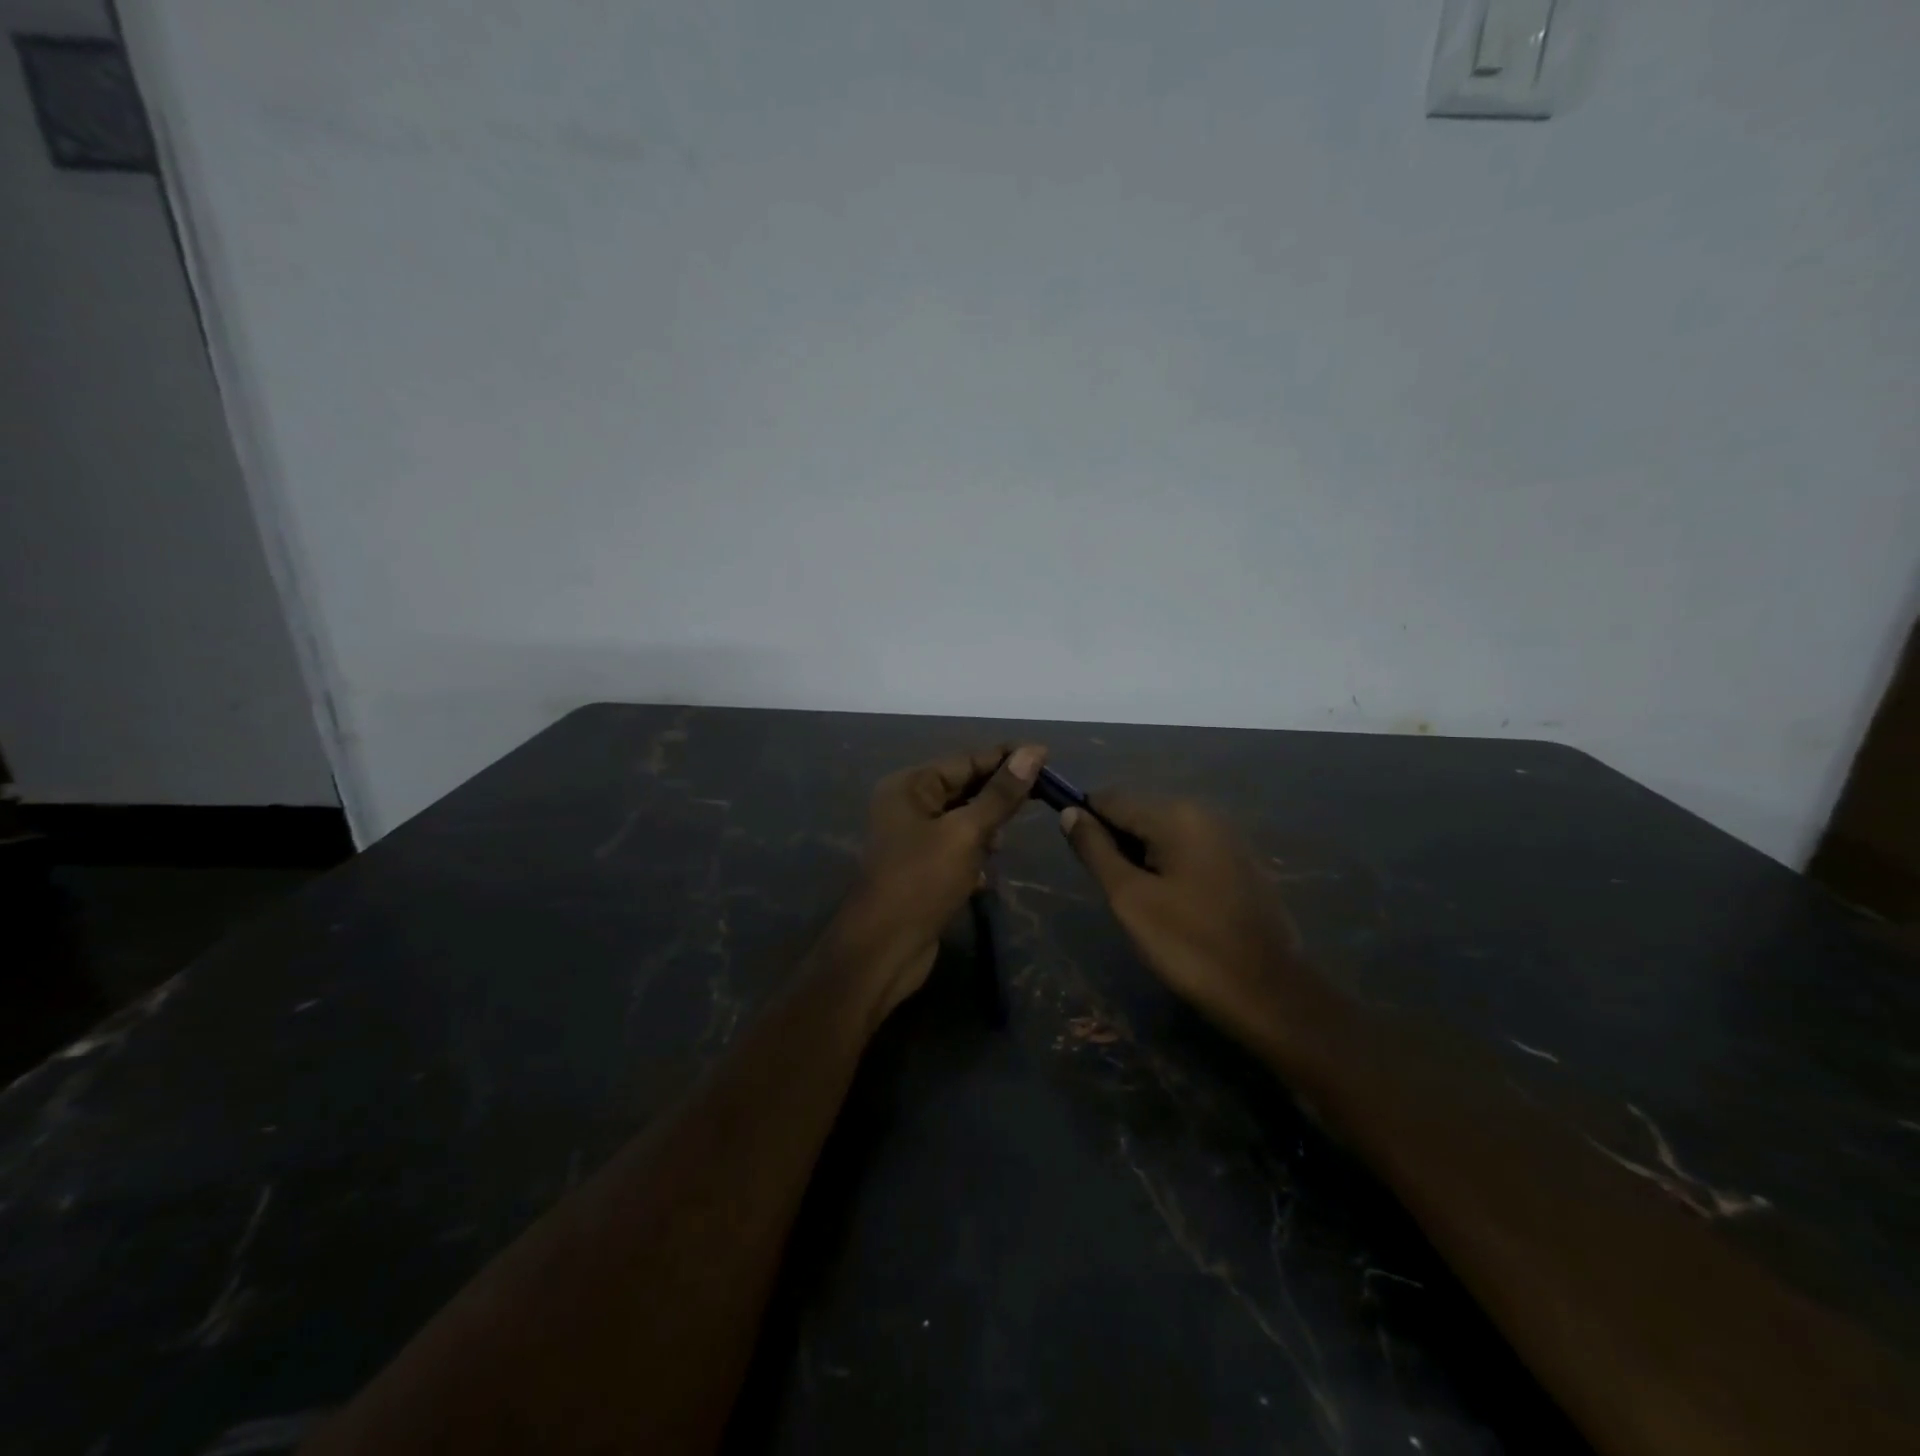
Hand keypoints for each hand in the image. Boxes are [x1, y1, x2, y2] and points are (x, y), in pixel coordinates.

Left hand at [828, 744, 1046, 1021]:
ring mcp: (913, 839)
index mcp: (910, 786)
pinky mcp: (922, 869)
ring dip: (988, 829)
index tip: (1047, 756)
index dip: (1006, 758)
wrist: (883, 950)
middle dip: (999, 795)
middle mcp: (907, 805)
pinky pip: (957, 849)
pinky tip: (985, 875)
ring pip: (963, 820)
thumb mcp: (966, 833)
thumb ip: (1000, 794)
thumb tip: (1032, 752)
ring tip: (1005, 843)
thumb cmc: (921, 882)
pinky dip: (975, 855)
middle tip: (1044, 795)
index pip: (965, 760)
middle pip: (964, 788)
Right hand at [1060, 794, 1309, 1049]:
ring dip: (1143, 858)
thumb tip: (1069, 813)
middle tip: (1115, 892)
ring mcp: (1228, 838)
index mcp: (1176, 815)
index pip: (1111, 799)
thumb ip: (1096, 850)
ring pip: (1164, 834)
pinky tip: (1174, 907)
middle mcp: (1205, 813)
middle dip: (1117, 844)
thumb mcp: (1129, 897)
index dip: (1086, 822)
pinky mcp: (1242, 863)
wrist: (1268, 993)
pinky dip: (1171, 868)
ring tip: (1142, 903)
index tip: (1079, 860)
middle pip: (1139, 813)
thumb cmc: (1189, 944)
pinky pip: (1190, 851)